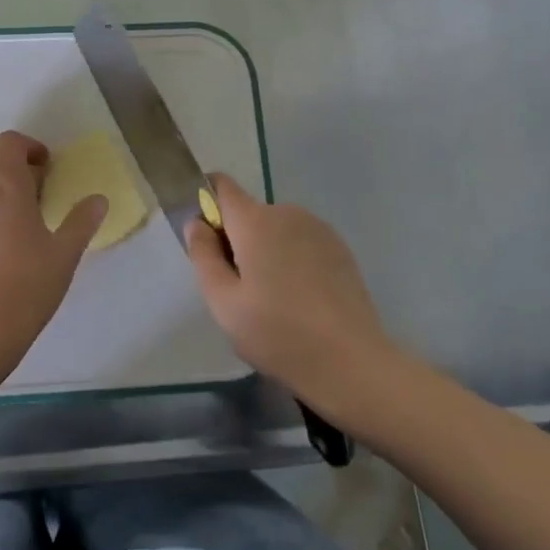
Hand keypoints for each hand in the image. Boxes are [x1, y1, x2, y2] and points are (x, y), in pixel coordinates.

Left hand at [0, 130, 106, 353]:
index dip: (28, 146)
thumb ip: (81, 221)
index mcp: (6, 183)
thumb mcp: (65, 252)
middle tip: (25, 188)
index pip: (9, 142)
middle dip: (0, 162)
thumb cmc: (28, 282)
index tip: (45, 166)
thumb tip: (99, 199)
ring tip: (9, 219)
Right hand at [187, 174, 397, 418]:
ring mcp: (318, 229)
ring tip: (272, 299)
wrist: (352, 364)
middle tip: (238, 288)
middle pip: (248, 213)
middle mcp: (287, 212)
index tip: (205, 239)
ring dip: (265, 250)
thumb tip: (197, 223)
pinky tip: (300, 299)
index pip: (220, 186)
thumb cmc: (277, 333)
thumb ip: (203, 255)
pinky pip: (300, 241)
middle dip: (236, 239)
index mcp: (255, 221)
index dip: (206, 203)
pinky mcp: (340, 249)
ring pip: (275, 229)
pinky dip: (291, 259)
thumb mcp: (223, 302)